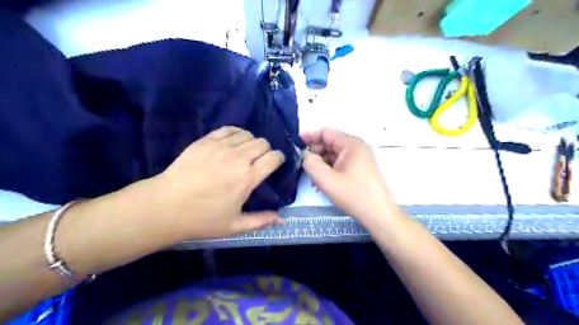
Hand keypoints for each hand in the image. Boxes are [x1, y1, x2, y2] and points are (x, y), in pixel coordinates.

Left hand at [147, 126, 285, 239]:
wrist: (165, 206)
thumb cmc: (202, 219)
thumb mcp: (234, 226)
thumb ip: (261, 221)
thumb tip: (283, 220)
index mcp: (247, 178)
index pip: (273, 158)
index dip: (279, 159)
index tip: (275, 163)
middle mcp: (238, 158)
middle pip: (263, 143)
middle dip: (266, 150)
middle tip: (259, 160)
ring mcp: (220, 147)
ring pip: (248, 134)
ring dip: (251, 142)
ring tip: (245, 152)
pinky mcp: (205, 141)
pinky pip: (229, 129)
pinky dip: (236, 133)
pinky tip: (233, 142)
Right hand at [304, 128, 402, 226]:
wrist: (379, 215)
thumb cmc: (353, 195)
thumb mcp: (327, 180)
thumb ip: (311, 164)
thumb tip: (305, 155)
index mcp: (351, 144)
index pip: (326, 132)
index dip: (309, 136)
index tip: (296, 145)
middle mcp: (357, 147)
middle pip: (330, 143)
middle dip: (315, 153)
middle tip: (304, 167)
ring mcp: (360, 158)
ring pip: (334, 155)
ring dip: (322, 164)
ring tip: (313, 180)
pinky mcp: (361, 168)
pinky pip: (341, 163)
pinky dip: (330, 170)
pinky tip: (323, 184)